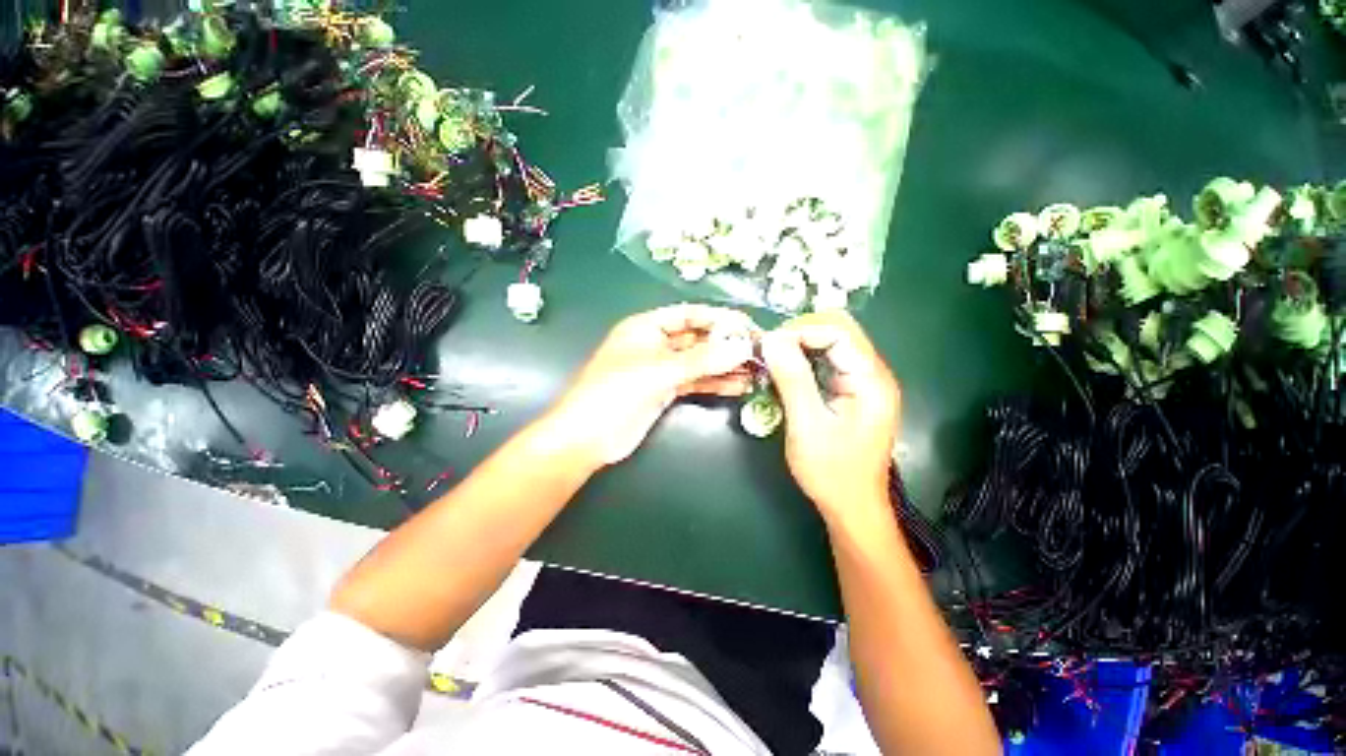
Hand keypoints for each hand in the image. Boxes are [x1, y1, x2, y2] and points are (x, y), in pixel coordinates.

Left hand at [543, 304, 757, 468]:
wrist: (587, 438)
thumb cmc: (615, 393)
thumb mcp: (659, 371)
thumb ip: (702, 360)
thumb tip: (741, 346)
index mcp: (646, 327)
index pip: (690, 315)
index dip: (720, 318)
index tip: (749, 326)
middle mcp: (655, 344)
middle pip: (697, 339)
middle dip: (727, 344)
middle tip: (759, 351)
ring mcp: (661, 369)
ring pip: (699, 362)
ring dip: (725, 366)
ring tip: (756, 371)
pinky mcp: (665, 391)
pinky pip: (695, 381)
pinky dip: (715, 383)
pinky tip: (738, 386)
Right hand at [759, 311, 900, 524]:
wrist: (852, 506)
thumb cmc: (831, 471)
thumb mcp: (807, 425)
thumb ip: (792, 379)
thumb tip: (772, 339)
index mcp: (870, 380)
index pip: (839, 330)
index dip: (801, 329)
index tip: (769, 345)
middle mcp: (873, 374)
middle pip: (839, 330)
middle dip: (800, 333)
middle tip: (769, 350)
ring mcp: (865, 382)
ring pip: (833, 342)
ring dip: (801, 345)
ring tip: (773, 360)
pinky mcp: (853, 391)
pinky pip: (829, 360)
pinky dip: (805, 359)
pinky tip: (786, 372)